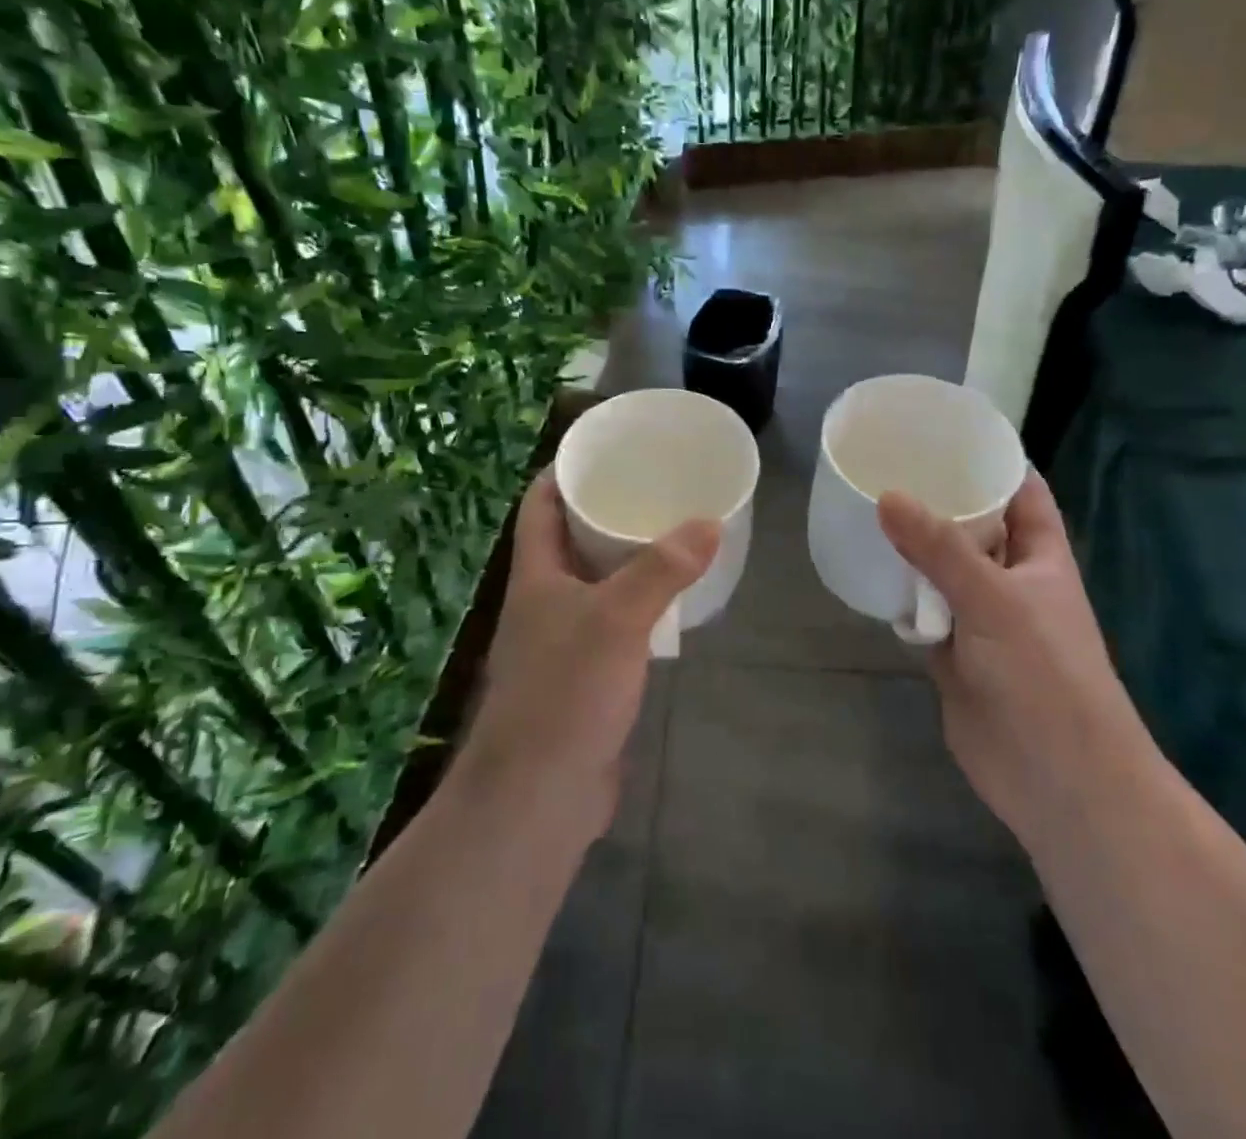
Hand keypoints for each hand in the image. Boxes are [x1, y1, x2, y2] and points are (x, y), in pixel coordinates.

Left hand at [455, 470, 719, 833]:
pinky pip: (611, 625)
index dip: (562, 472)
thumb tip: (709, 522)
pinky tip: (669, 604)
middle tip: (651, 488)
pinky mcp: (583, 678)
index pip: (538, 505)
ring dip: (624, 561)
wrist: (539, 795)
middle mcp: (543, 602)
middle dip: (603, 512)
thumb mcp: (618, 620)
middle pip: (569, 541)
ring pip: (593, 584)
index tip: (602, 449)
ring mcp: (561, 642)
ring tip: (668, 535)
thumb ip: (662, 570)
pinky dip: (636, 607)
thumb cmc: (566, 692)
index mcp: (536, 575)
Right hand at [878, 471, 1137, 848]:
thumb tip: (886, 496)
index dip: (992, 459)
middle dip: (936, 499)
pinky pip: (921, 610)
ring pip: (941, 569)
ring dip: (911, 548)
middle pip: (973, 526)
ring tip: (863, 507)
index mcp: (1040, 556)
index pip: (1021, 491)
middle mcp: (1010, 579)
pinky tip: (865, 573)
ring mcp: (979, 618)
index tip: (946, 430)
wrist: (1055, 781)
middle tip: (885, 463)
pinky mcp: (952, 653)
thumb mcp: (995, 600)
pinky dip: (899, 596)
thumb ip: (940, 549)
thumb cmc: (1045, 676)